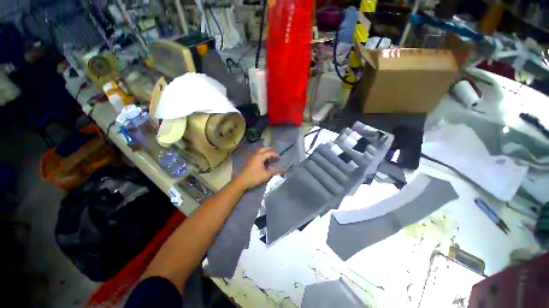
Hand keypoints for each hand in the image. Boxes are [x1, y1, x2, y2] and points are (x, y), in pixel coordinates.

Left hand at [235, 147, 279, 189]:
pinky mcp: (250, 161)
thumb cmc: (254, 177)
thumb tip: (282, 170)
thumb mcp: (265, 175)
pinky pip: (257, 155)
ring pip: (260, 151)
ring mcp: (252, 157)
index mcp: (259, 157)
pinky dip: (262, 155)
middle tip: (276, 154)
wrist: (241, 182)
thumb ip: (274, 171)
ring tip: (271, 157)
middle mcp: (256, 155)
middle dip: (270, 150)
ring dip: (266, 152)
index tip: (280, 158)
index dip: (275, 154)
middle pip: (264, 149)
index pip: (269, 153)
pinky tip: (264, 161)